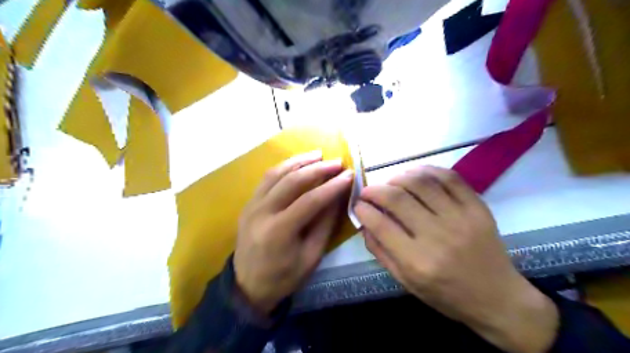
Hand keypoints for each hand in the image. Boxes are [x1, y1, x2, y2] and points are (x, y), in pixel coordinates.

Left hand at [236, 152, 353, 314]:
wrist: (247, 286)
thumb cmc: (283, 277)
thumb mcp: (311, 256)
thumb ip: (324, 224)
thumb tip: (337, 196)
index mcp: (278, 231)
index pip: (310, 200)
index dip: (332, 186)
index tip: (349, 175)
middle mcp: (261, 212)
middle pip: (292, 181)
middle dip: (318, 169)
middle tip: (337, 162)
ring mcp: (251, 205)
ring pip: (276, 173)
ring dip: (299, 161)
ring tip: (318, 154)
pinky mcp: (248, 203)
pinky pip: (267, 178)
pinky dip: (284, 167)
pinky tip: (297, 163)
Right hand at [356, 166, 557, 351]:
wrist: (498, 298)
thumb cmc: (446, 294)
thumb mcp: (406, 281)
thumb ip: (381, 251)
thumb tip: (364, 222)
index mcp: (417, 261)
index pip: (380, 224)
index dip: (363, 209)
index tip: (358, 204)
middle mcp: (437, 236)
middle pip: (397, 199)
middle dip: (374, 189)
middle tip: (368, 191)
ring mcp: (460, 218)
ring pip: (421, 183)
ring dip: (398, 177)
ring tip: (390, 182)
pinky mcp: (477, 208)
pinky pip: (449, 178)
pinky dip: (427, 170)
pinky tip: (416, 174)